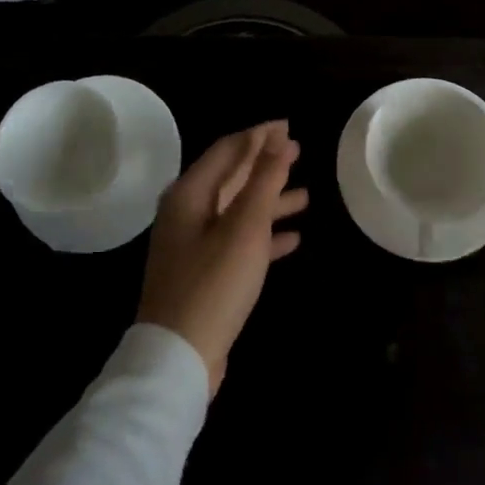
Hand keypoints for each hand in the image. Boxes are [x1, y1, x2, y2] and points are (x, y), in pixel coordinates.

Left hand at [138, 121, 308, 393]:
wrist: (178, 358)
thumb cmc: (214, 283)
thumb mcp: (244, 227)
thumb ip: (263, 181)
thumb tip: (277, 137)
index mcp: (189, 194)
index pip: (228, 150)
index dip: (259, 136)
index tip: (288, 126)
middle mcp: (187, 213)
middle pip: (232, 178)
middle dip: (266, 165)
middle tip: (299, 151)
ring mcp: (194, 245)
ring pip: (238, 211)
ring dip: (270, 201)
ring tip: (306, 194)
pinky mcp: (204, 274)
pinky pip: (238, 242)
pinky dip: (264, 236)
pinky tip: (293, 239)